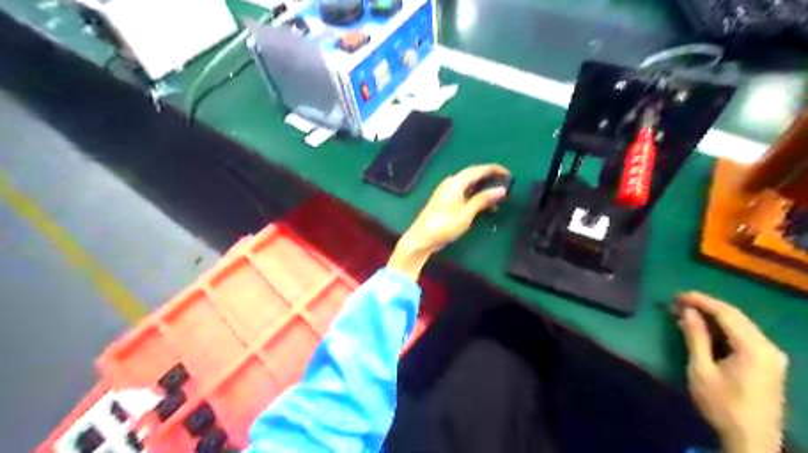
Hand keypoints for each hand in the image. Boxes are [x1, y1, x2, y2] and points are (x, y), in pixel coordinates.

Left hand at [387, 164, 510, 279]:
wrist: (421, 238)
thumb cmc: (444, 225)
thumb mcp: (466, 213)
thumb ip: (483, 200)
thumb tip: (502, 190)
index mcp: (456, 182)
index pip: (478, 170)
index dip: (494, 169)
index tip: (509, 174)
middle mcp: (451, 183)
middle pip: (473, 175)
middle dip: (490, 178)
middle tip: (505, 184)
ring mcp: (446, 192)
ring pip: (469, 185)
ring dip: (483, 189)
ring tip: (498, 198)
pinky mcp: (445, 201)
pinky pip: (464, 193)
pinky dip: (475, 197)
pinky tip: (484, 207)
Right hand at [677, 292, 790, 450]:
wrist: (752, 440)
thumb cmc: (722, 404)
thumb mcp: (701, 369)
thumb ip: (696, 336)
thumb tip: (687, 310)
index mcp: (754, 347)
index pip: (726, 313)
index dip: (700, 300)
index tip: (677, 295)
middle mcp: (769, 347)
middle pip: (736, 316)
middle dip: (705, 307)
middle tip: (677, 303)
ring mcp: (772, 356)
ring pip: (740, 325)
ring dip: (713, 318)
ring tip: (685, 314)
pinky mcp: (769, 364)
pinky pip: (744, 337)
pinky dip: (722, 330)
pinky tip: (704, 330)